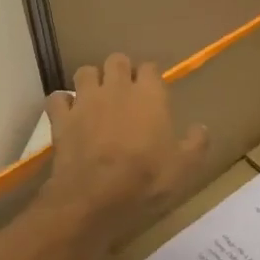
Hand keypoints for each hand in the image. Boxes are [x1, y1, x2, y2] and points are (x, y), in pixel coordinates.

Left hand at [38, 55, 208, 250]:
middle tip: (125, 91)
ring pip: (85, 72)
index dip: (151, 77)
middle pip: (116, 60)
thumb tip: (201, 128)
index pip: (150, 67)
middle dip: (120, 70)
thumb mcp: (184, 166)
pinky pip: (57, 98)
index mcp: (150, 95)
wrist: (95, 198)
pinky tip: (68, 114)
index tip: (153, 92)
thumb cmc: (146, 179)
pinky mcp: (61, 119)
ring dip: (91, 81)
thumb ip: (196, 143)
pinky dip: (62, 103)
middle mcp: (117, 88)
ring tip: (96, 98)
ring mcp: (85, 101)